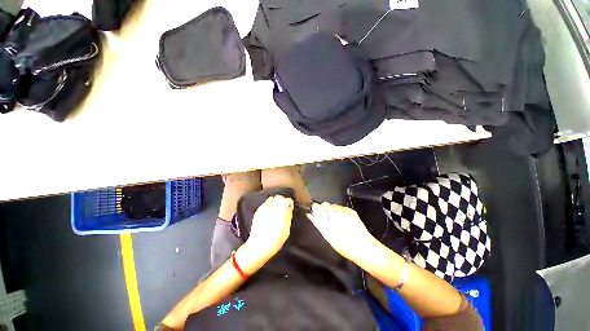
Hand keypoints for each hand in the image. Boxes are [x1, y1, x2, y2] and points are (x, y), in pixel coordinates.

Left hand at [243, 195, 293, 264]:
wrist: (257, 248)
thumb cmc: (274, 242)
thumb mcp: (286, 232)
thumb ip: (288, 218)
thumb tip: (290, 208)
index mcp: (279, 215)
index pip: (285, 201)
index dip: (290, 201)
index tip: (291, 205)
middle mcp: (270, 210)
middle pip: (278, 198)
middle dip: (283, 200)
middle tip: (285, 206)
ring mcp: (262, 210)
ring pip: (271, 198)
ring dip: (276, 200)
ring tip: (278, 207)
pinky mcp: (257, 212)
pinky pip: (265, 203)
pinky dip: (269, 203)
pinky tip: (271, 210)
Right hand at [307, 202, 374, 262]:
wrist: (365, 248)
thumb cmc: (344, 245)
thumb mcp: (328, 235)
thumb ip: (318, 223)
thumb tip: (310, 214)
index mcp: (331, 216)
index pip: (318, 205)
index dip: (315, 210)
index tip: (314, 214)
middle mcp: (338, 210)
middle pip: (326, 205)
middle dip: (323, 211)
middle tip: (325, 222)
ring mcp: (346, 210)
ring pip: (333, 206)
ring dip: (331, 212)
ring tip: (335, 224)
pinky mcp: (351, 211)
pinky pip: (341, 209)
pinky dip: (339, 213)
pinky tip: (342, 223)